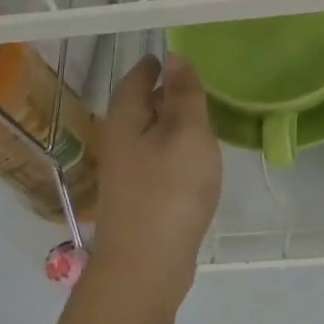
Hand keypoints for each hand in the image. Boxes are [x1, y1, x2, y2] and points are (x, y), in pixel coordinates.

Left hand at [89, 53, 222, 311]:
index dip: (154, 65)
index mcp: (125, 120)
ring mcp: (127, 176)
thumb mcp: (186, 133)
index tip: (176, 57)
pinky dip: (175, 152)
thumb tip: (173, 56)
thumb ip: (183, 95)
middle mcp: (119, 144)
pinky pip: (157, 162)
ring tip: (204, 119)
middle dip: (164, 93)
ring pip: (149, 137)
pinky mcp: (140, 201)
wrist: (146, 267)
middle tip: (199, 85)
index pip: (135, 79)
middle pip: (139, 108)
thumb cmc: (169, 191)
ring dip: (172, 124)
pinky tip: (196, 162)